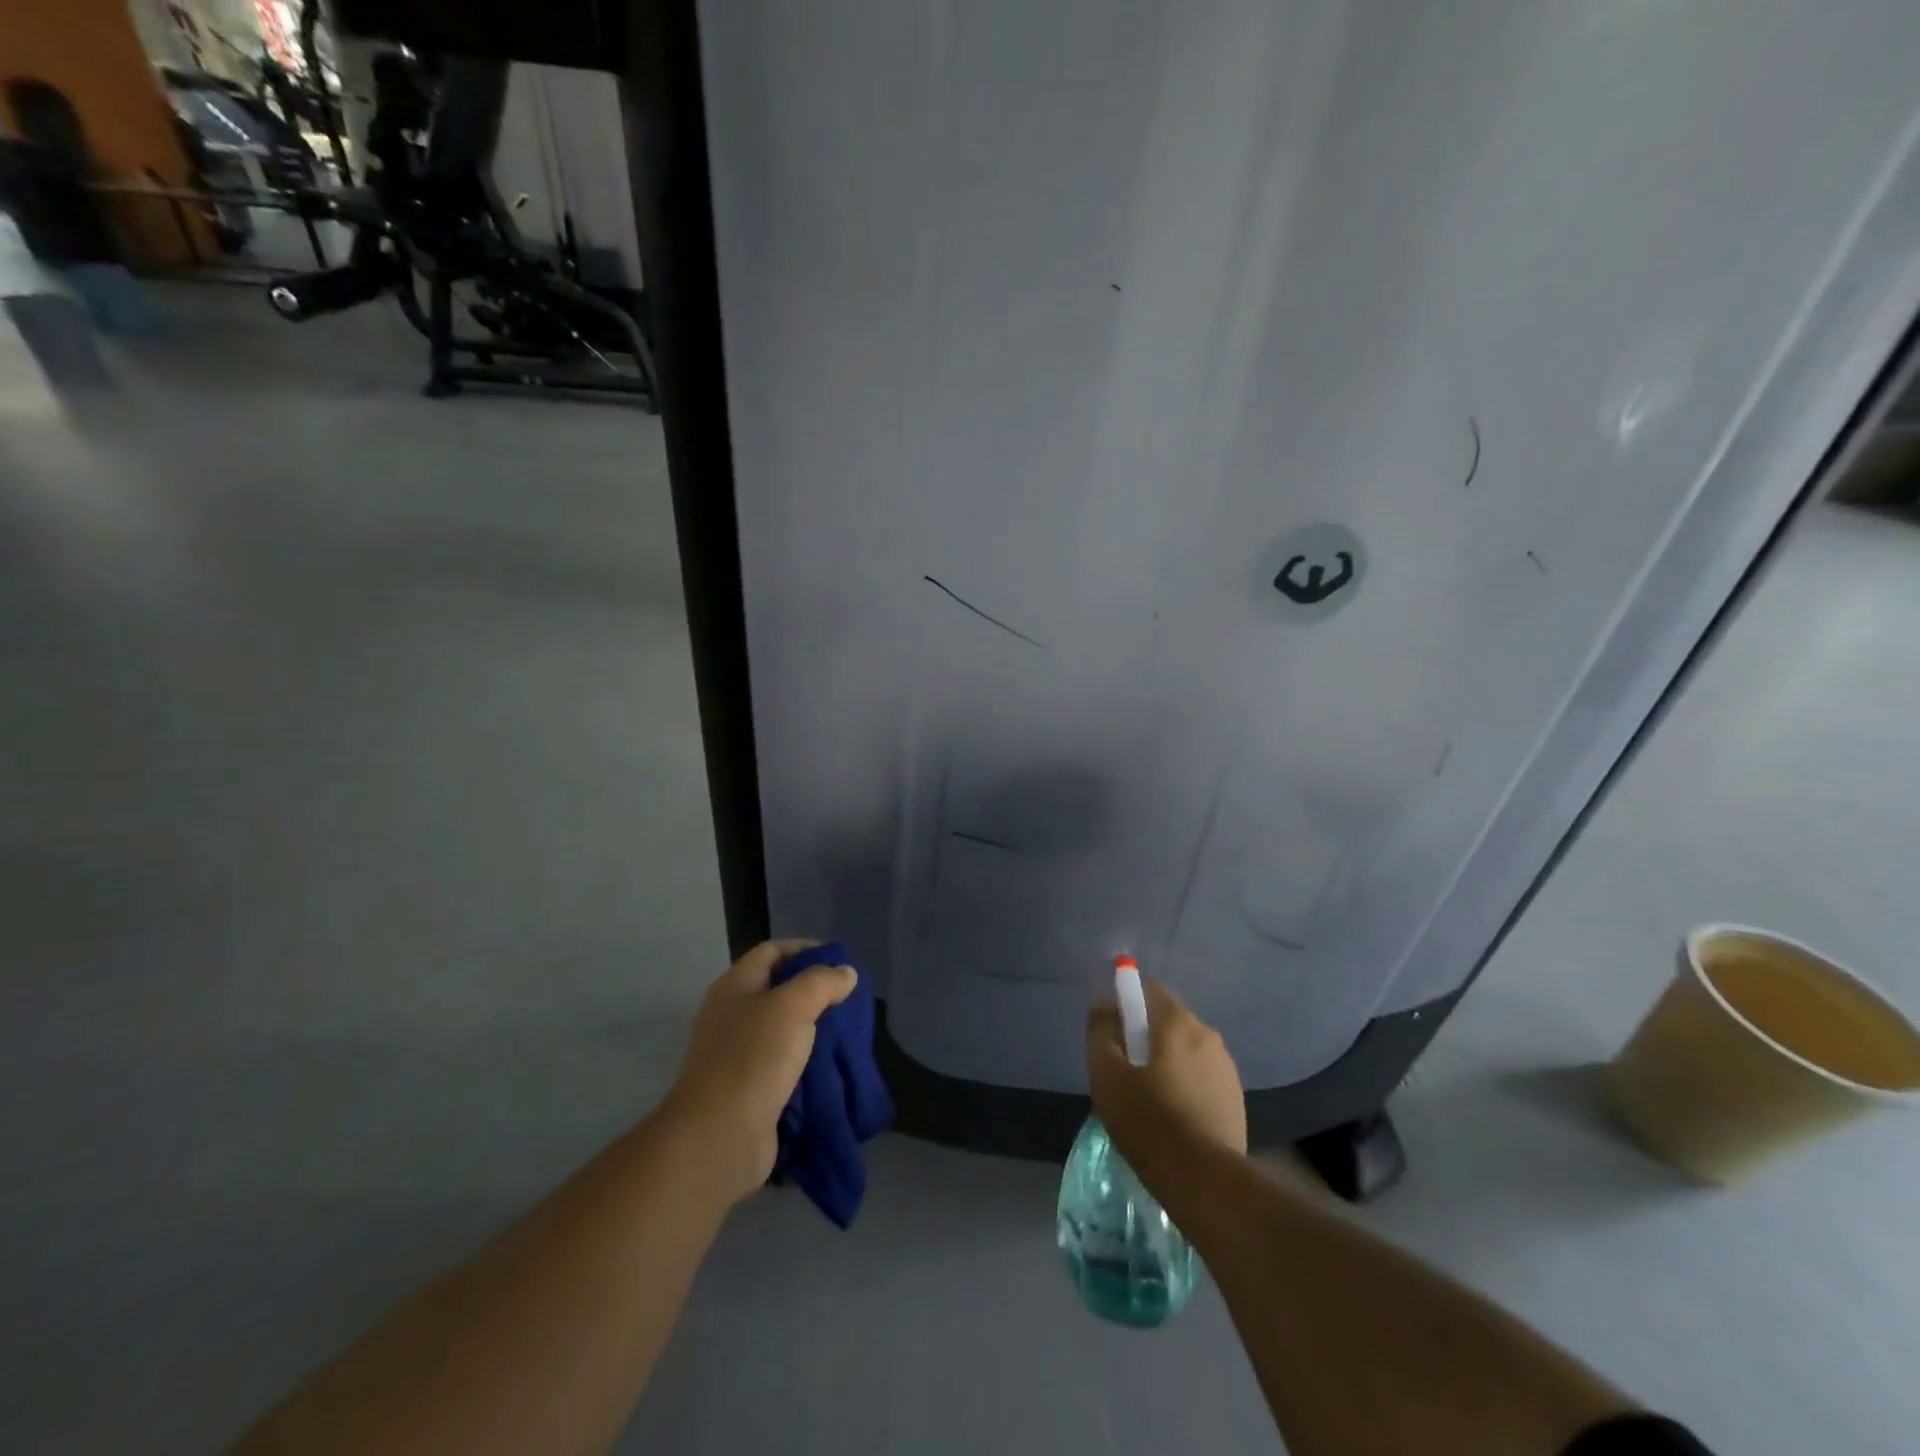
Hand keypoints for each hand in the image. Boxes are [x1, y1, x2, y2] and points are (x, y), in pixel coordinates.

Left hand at [662, 939, 857, 1204]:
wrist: (719, 1137)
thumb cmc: (754, 1058)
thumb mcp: (793, 1006)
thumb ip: (822, 983)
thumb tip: (845, 973)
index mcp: (734, 987)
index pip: (772, 951)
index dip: (805, 949)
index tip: (839, 961)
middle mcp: (731, 1015)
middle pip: (777, 989)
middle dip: (814, 991)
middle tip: (848, 1000)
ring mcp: (736, 1054)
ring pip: (782, 1029)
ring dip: (813, 1029)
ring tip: (846, 1032)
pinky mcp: (747, 1089)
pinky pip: (782, 1064)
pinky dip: (806, 1062)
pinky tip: (830, 1066)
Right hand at [1087, 975, 1247, 1185]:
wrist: (1205, 1182)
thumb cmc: (1149, 1121)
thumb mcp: (1107, 1074)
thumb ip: (1101, 1031)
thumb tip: (1104, 1004)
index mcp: (1177, 1021)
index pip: (1148, 989)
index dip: (1125, 1001)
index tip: (1111, 1029)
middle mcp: (1207, 1034)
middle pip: (1167, 1019)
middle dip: (1144, 1034)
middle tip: (1123, 1068)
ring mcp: (1226, 1067)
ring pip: (1185, 1050)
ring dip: (1165, 1061)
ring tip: (1146, 1097)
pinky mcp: (1235, 1099)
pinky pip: (1200, 1076)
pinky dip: (1184, 1084)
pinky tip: (1172, 1116)